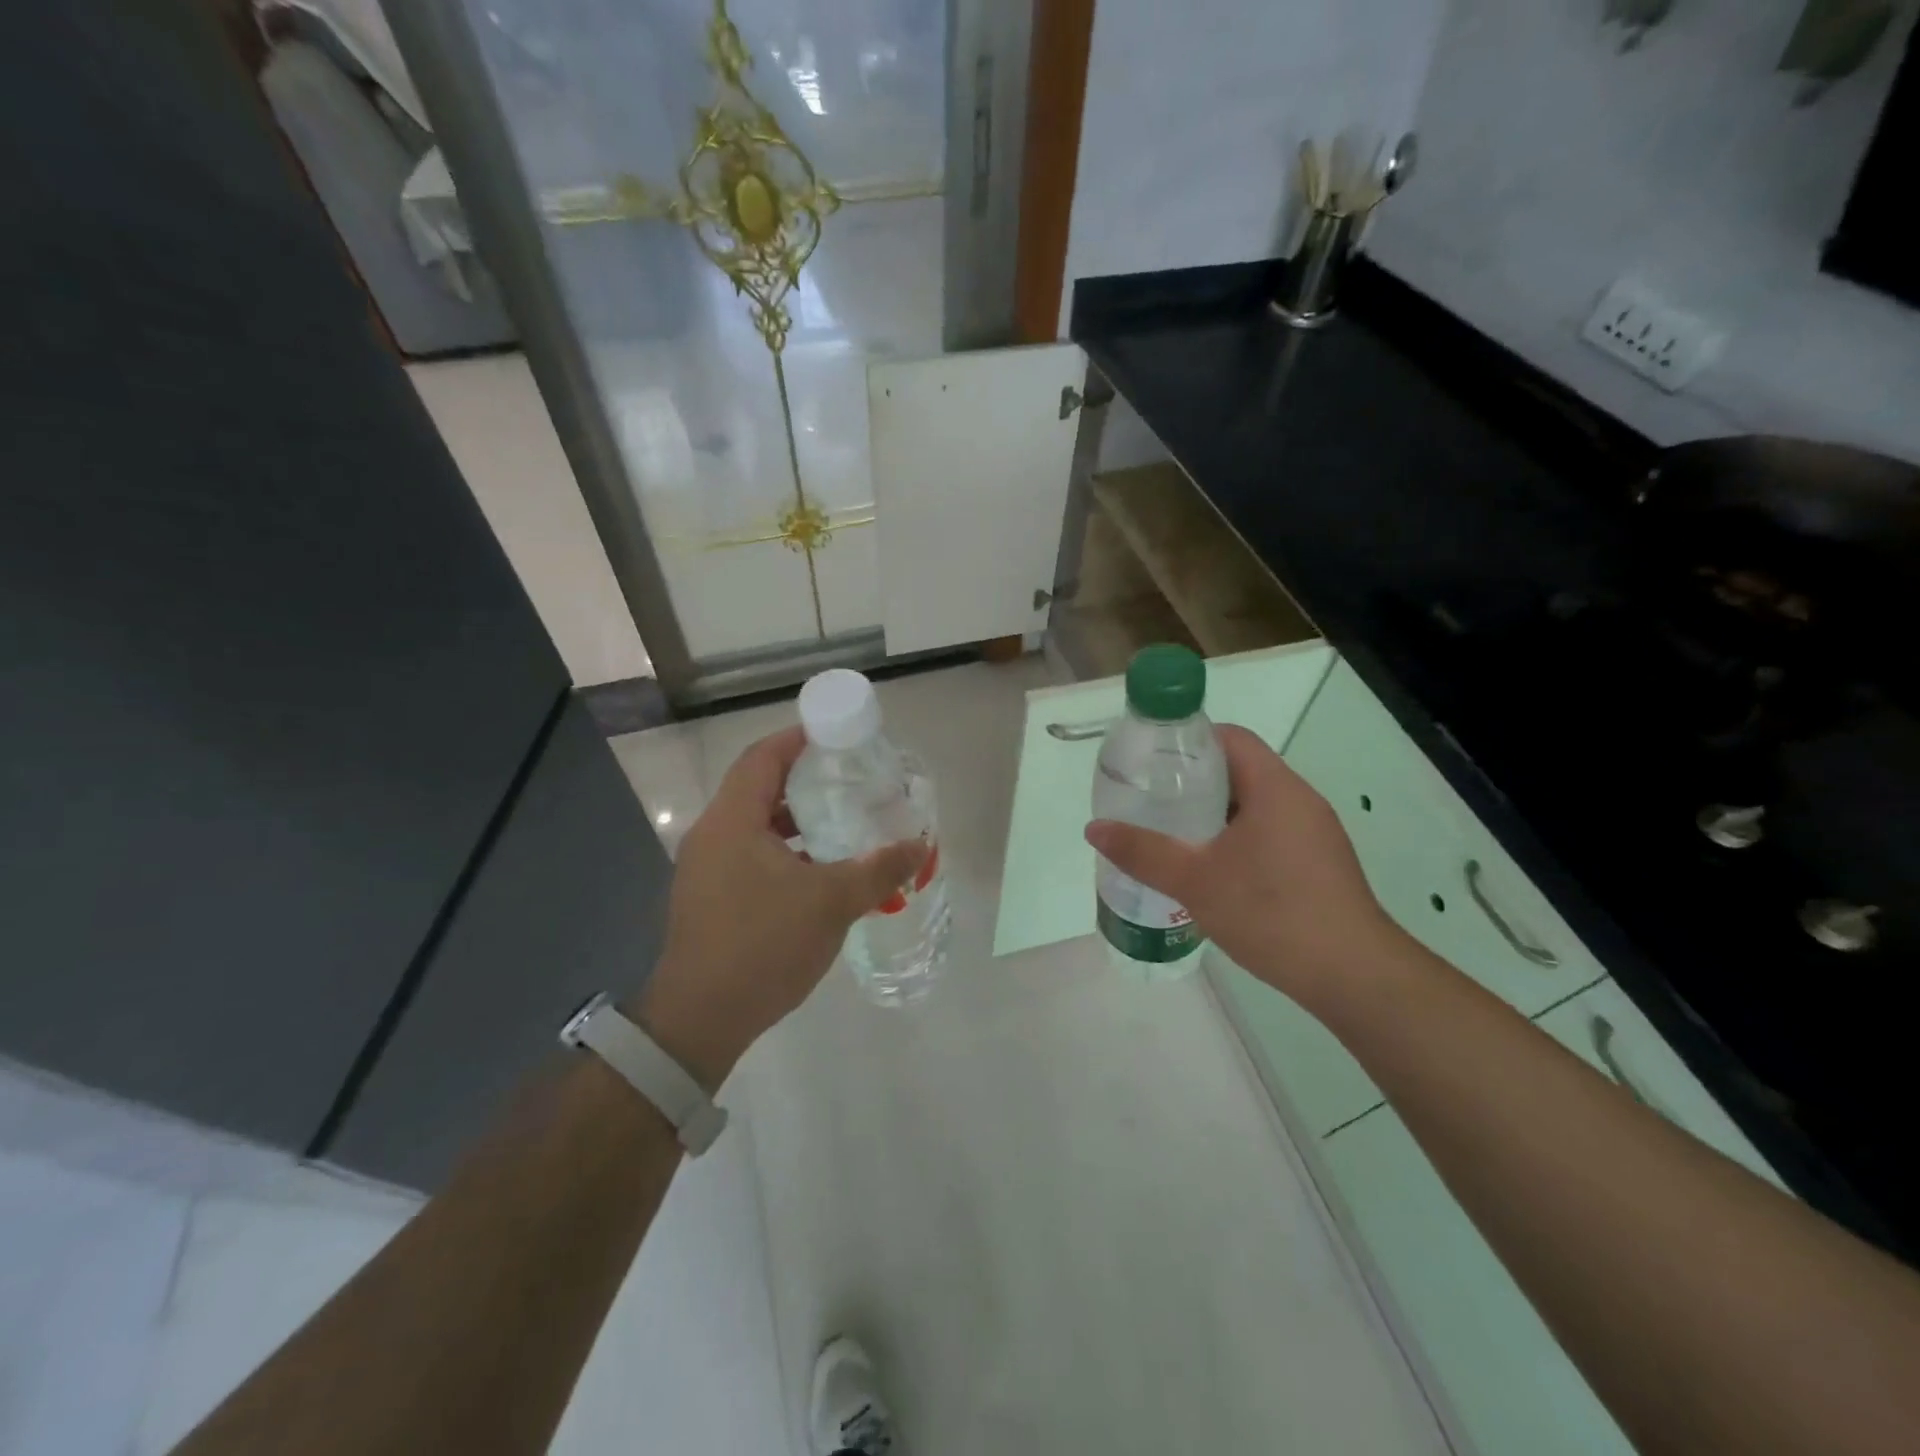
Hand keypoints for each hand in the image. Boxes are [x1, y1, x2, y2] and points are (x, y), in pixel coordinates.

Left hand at [631, 726, 927, 1088]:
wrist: (701, 1020)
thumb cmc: (762, 945)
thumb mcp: (831, 903)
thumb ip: (877, 869)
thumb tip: (918, 845)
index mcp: (732, 821)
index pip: (762, 758)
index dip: (797, 740)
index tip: (836, 737)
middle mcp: (712, 836)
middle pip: (758, 788)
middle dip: (804, 780)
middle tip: (850, 780)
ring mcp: (706, 869)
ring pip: (755, 826)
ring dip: (796, 821)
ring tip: (842, 824)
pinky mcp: (710, 898)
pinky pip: (751, 856)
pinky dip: (785, 851)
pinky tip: (819, 872)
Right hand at [1085, 724, 1404, 1012]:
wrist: (1352, 975)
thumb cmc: (1271, 912)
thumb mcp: (1195, 881)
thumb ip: (1143, 851)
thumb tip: (1094, 829)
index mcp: (1275, 787)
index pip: (1230, 738)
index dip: (1188, 739)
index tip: (1151, 758)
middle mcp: (1299, 800)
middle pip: (1240, 769)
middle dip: (1192, 780)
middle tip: (1150, 797)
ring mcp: (1314, 833)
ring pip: (1254, 804)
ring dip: (1213, 812)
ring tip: (1171, 831)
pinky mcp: (1319, 863)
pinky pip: (1269, 831)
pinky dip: (1235, 836)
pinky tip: (1210, 868)